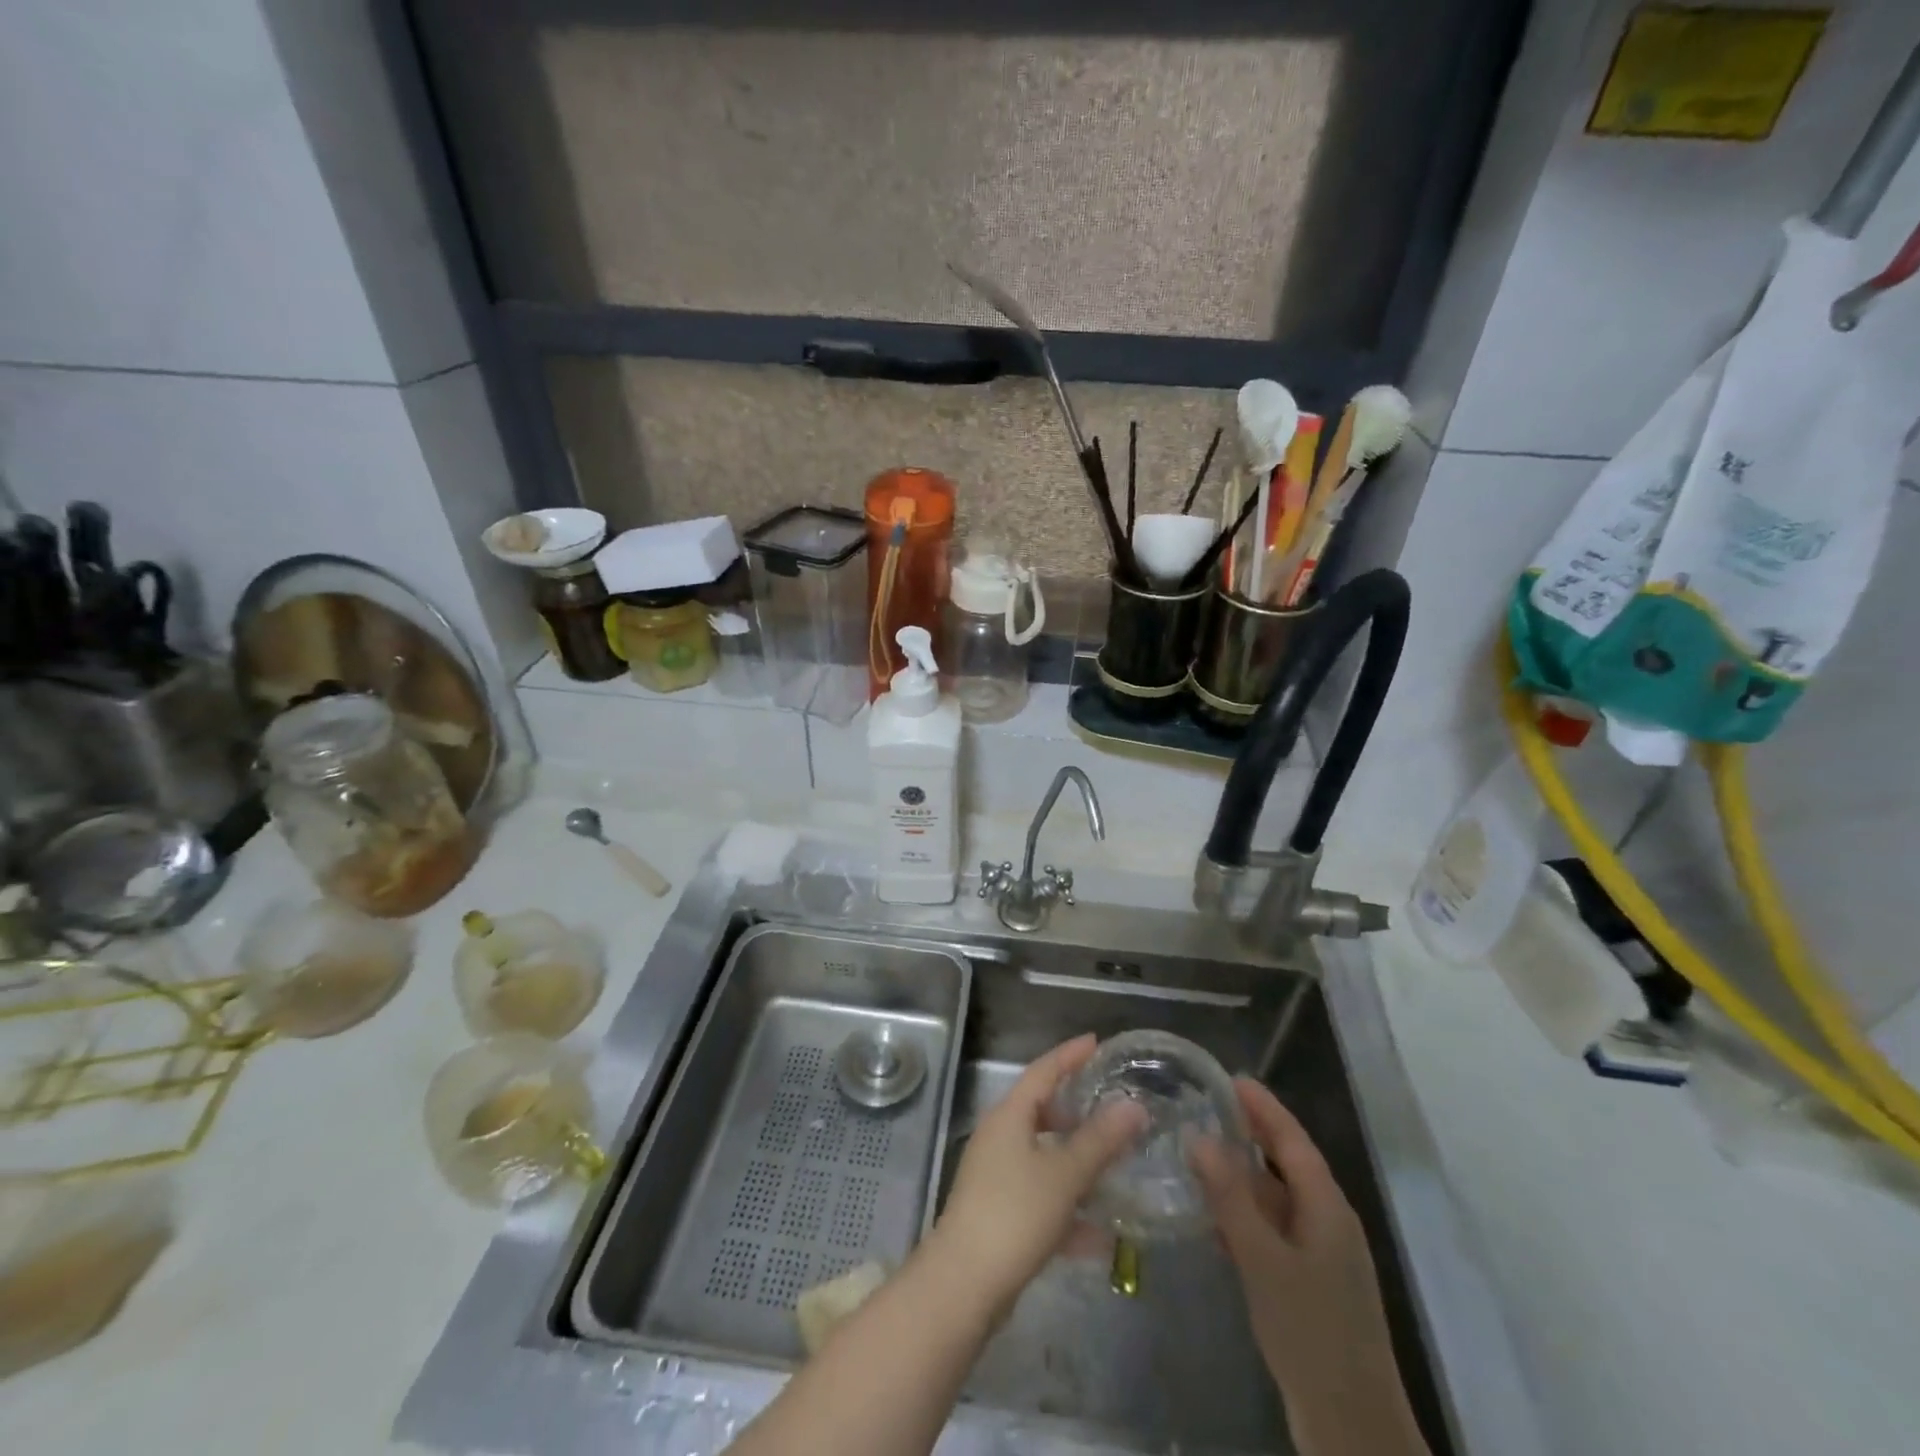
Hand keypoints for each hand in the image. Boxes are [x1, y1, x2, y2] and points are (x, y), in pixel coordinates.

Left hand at [926, 1034, 1146, 1320]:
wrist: (964, 1284)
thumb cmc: (1014, 1213)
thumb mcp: (1064, 1174)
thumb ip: (1101, 1141)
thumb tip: (1134, 1105)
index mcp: (1009, 1116)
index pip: (1042, 1071)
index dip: (1069, 1054)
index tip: (1096, 1041)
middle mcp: (999, 1138)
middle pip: (1041, 1112)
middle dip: (1077, 1112)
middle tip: (1112, 1111)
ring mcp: (996, 1177)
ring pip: (1044, 1158)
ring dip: (1077, 1165)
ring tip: (1116, 1169)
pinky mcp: (999, 1215)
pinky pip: (1041, 1199)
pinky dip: (1069, 1211)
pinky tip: (1101, 1238)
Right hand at [1190, 1078, 1427, 1455]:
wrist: (1351, 1427)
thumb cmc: (1310, 1332)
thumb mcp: (1263, 1260)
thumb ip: (1230, 1197)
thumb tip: (1199, 1135)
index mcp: (1327, 1208)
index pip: (1293, 1140)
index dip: (1264, 1108)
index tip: (1232, 1077)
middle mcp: (1328, 1222)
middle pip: (1288, 1163)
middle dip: (1253, 1133)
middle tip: (1209, 1104)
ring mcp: (1320, 1255)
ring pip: (1279, 1197)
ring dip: (1244, 1173)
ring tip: (1201, 1149)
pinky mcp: (1308, 1283)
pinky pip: (1274, 1229)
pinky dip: (1246, 1211)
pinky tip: (1214, 1214)